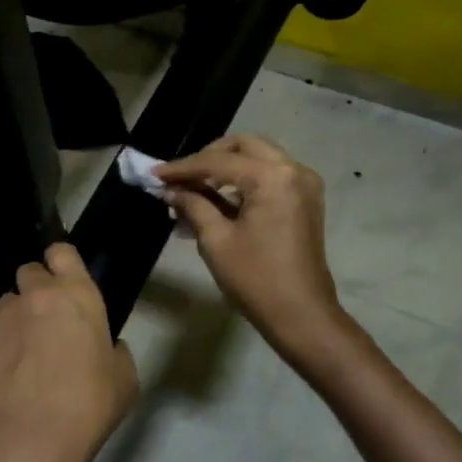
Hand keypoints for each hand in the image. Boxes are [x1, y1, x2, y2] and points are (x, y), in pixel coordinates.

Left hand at [0, 243, 138, 461]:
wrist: (27, 440)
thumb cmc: (88, 406)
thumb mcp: (124, 380)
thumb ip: (115, 352)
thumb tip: (106, 348)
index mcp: (77, 295)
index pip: (62, 252)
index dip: (62, 263)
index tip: (65, 281)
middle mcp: (36, 295)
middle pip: (29, 272)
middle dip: (35, 289)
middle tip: (46, 321)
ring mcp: (1, 318)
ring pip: (6, 304)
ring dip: (15, 319)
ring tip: (22, 354)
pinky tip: (4, 379)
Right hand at [155, 136, 348, 360]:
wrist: (302, 315)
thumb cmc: (256, 279)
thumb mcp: (216, 241)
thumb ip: (193, 206)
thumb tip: (171, 191)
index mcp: (272, 177)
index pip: (219, 161)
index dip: (183, 168)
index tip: (155, 174)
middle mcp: (294, 170)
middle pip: (244, 146)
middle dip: (209, 157)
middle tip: (181, 176)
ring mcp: (305, 184)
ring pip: (259, 157)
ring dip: (227, 167)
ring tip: (195, 188)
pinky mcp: (306, 199)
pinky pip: (271, 175)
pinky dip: (245, 180)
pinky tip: (220, 198)